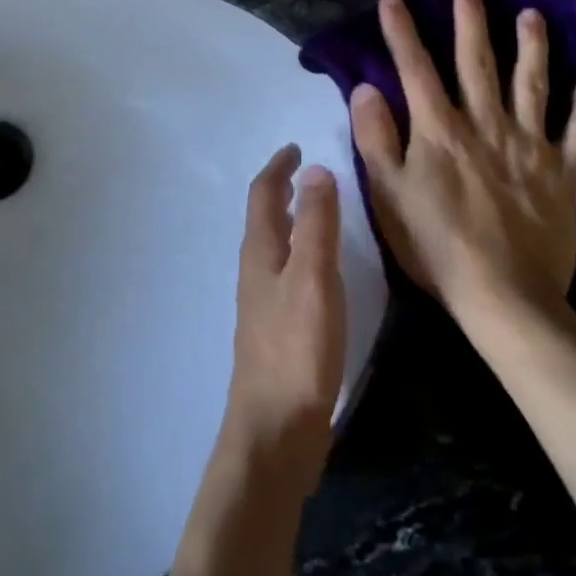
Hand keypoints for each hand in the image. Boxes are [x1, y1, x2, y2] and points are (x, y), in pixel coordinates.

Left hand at [220, 145, 346, 501]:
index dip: (278, 167)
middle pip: (264, 218)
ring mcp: (263, 303)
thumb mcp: (313, 278)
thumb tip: (315, 169)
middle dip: (282, 190)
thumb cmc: (296, 349)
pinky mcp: (276, 330)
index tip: (295, 146)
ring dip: (289, 220)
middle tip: (307, 172)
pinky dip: (299, 252)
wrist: (276, 430)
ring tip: (316, 210)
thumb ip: (316, 225)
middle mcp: (256, 272)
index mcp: (261, 253)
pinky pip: (285, 272)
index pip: (263, 195)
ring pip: (273, 245)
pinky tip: (319, 270)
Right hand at [349, 0, 575, 327]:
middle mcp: (486, 125)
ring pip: (533, 85)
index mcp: (440, 130)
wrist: (503, 295)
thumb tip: (366, 88)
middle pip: (477, 63)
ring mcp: (529, 147)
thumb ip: (376, 138)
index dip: (401, 31)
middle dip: (471, 21)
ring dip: (532, 47)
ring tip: (532, 15)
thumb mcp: (388, 194)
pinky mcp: (563, 174)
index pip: (416, 69)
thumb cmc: (436, 245)